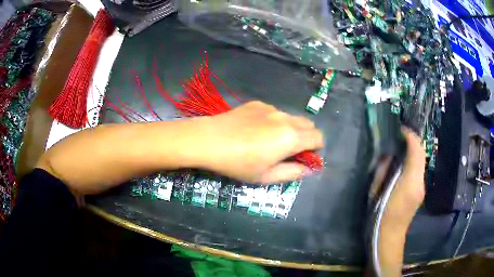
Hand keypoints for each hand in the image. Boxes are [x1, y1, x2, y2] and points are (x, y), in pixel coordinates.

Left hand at [197, 101, 323, 183]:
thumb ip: (292, 173)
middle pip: (309, 124)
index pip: (318, 138)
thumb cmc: (238, 163)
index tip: (304, 157)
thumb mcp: (265, 176)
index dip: (315, 149)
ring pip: (291, 117)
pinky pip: (274, 112)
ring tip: (268, 140)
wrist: (209, 140)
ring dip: (289, 128)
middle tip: (289, 150)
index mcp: (291, 137)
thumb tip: (307, 169)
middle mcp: (285, 118)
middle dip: (306, 137)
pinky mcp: (257, 103)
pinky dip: (273, 121)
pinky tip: (253, 130)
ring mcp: (271, 108)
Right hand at [384, 128, 425, 225]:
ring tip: (401, 147)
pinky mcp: (420, 191)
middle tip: (399, 136)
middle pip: (421, 153)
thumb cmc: (379, 215)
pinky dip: (413, 161)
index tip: (400, 129)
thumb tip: (389, 155)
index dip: (410, 136)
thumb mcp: (376, 191)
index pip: (416, 150)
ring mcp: (422, 187)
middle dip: (412, 141)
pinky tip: (403, 163)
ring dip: (413, 150)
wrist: (388, 237)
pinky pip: (419, 170)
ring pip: (421, 161)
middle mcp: (420, 182)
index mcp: (409, 182)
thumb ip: (384, 170)